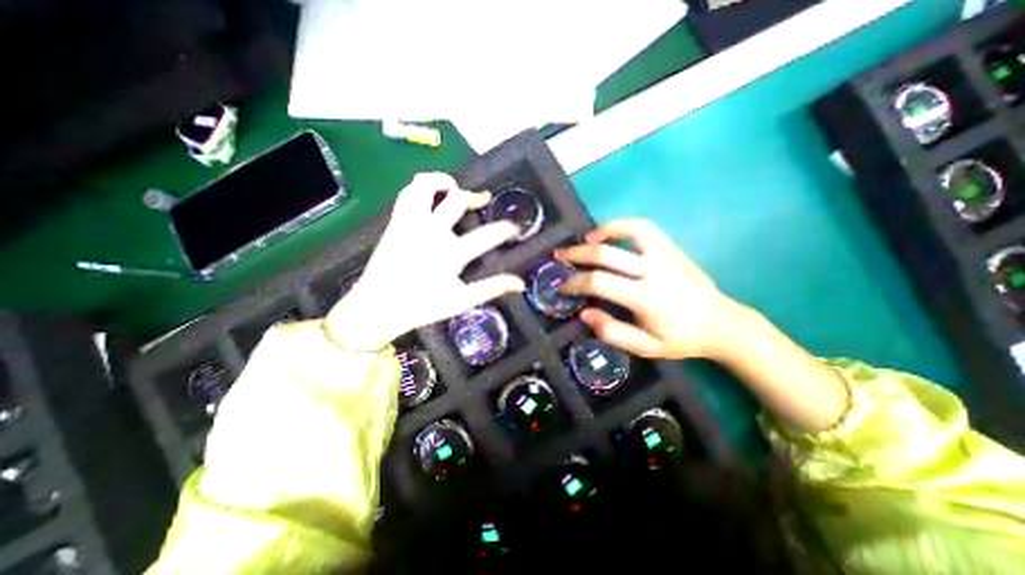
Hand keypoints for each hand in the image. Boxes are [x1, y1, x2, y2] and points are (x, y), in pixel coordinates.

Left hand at [327, 173, 524, 348]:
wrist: (377, 307)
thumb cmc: (421, 306)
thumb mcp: (461, 300)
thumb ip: (491, 288)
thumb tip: (520, 284)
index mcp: (450, 254)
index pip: (486, 236)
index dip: (505, 229)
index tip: (515, 228)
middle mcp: (430, 232)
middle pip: (457, 202)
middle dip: (475, 196)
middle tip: (484, 199)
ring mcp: (410, 224)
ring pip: (425, 187)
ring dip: (442, 182)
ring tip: (454, 187)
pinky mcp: (396, 223)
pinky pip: (407, 194)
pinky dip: (420, 188)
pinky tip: (429, 196)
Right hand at [559, 220, 746, 359]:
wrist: (721, 324)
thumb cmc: (680, 339)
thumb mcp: (645, 348)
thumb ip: (612, 332)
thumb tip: (584, 313)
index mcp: (646, 299)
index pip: (600, 282)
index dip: (576, 282)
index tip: (563, 286)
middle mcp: (654, 271)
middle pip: (607, 254)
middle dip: (577, 254)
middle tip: (559, 255)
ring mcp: (665, 255)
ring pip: (629, 230)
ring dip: (602, 231)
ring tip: (585, 238)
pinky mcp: (671, 248)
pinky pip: (645, 228)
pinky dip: (623, 226)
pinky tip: (610, 234)